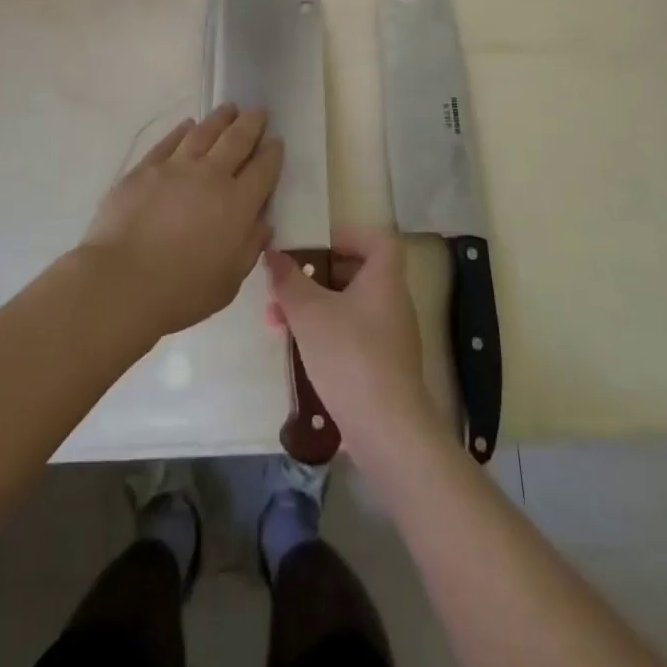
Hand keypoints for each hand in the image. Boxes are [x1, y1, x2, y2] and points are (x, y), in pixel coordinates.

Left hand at [82, 104, 282, 337]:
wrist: (121, 282)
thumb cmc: (180, 292)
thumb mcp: (229, 282)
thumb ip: (249, 247)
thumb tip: (262, 223)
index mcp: (238, 205)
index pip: (263, 169)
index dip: (272, 153)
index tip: (277, 140)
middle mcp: (211, 176)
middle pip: (237, 140)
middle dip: (251, 123)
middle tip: (259, 110)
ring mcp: (175, 168)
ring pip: (204, 132)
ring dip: (220, 118)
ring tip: (230, 108)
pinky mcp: (145, 168)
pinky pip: (169, 141)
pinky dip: (182, 130)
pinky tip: (189, 125)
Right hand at [265, 226, 434, 454]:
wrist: (386, 429)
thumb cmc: (349, 355)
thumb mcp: (309, 312)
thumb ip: (289, 280)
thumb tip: (273, 254)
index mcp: (385, 279)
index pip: (377, 240)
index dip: (348, 236)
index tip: (316, 246)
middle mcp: (394, 302)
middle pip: (357, 273)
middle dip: (316, 276)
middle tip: (286, 285)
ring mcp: (391, 337)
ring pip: (349, 307)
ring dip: (315, 308)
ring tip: (277, 321)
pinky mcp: (384, 367)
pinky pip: (352, 335)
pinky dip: (326, 333)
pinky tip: (298, 350)